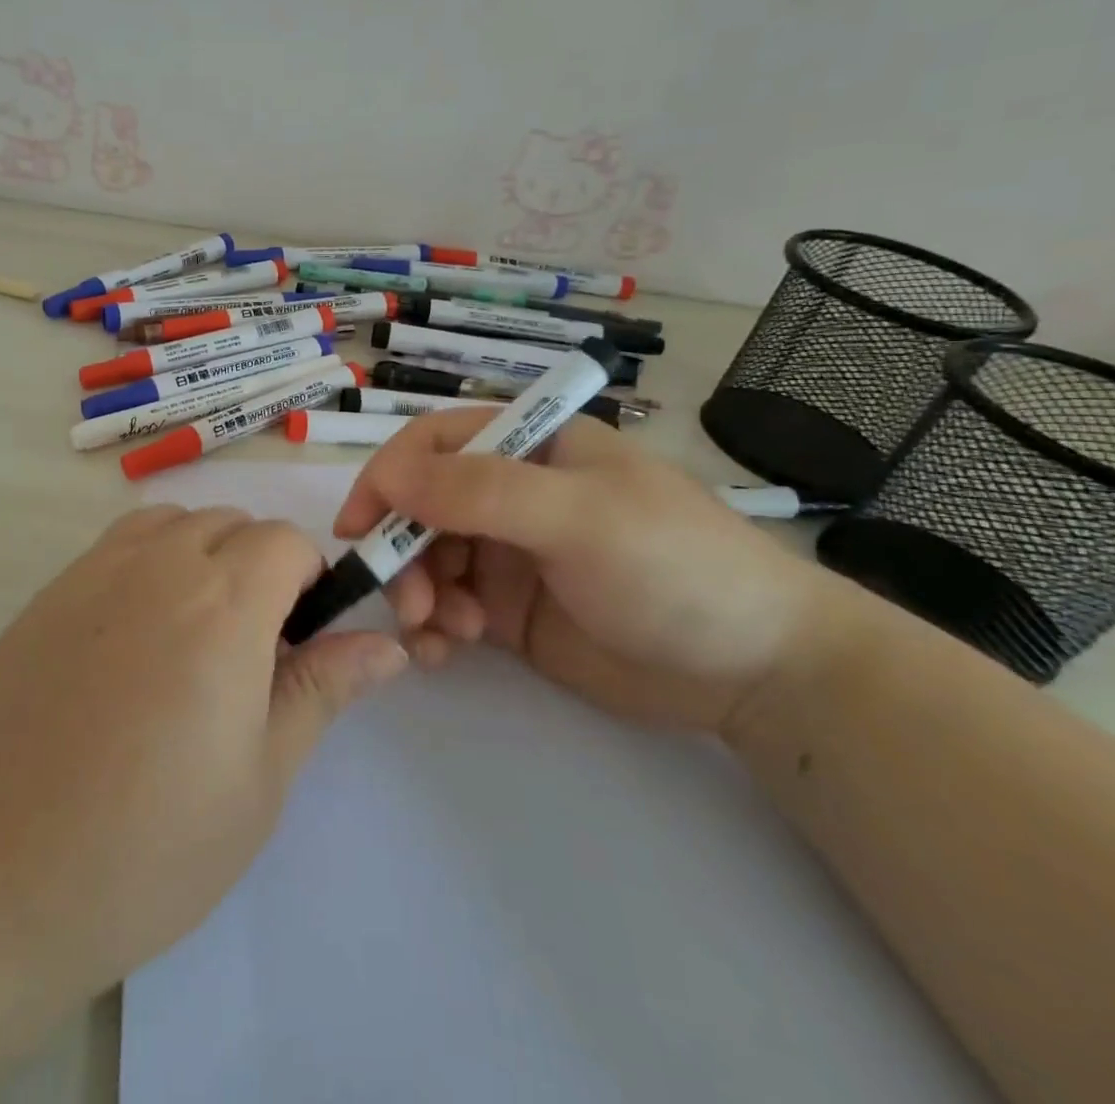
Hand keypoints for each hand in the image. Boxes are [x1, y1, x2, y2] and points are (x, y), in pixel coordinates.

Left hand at [0, 505, 407, 1023]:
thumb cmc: (145, 844)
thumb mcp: (259, 778)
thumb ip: (322, 690)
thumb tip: (387, 645)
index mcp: (224, 602)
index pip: (287, 541)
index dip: (309, 582)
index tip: (300, 643)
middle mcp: (160, 563)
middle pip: (233, 524)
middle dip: (261, 569)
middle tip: (251, 655)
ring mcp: (95, 570)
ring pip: (175, 524)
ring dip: (204, 556)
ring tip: (194, 640)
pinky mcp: (49, 591)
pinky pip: (120, 545)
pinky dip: (150, 563)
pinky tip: (133, 642)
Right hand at [334, 411, 833, 734]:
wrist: (757, 671)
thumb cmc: (674, 567)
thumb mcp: (578, 517)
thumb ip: (481, 492)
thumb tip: (389, 477)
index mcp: (529, 446)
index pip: (433, 444)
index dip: (387, 476)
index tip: (357, 527)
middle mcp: (509, 493)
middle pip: (420, 507)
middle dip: (403, 551)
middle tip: (411, 602)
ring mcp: (507, 553)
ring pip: (425, 560)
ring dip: (417, 593)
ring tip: (444, 632)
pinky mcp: (508, 610)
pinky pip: (446, 609)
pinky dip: (432, 628)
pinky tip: (445, 653)